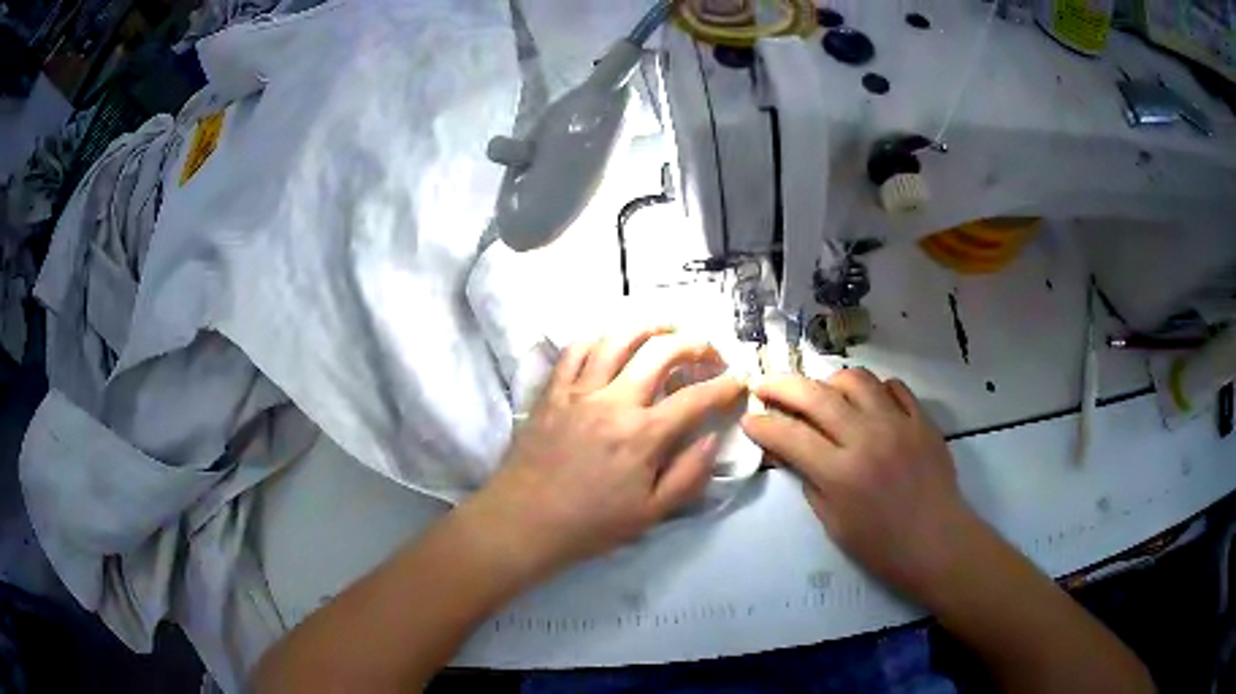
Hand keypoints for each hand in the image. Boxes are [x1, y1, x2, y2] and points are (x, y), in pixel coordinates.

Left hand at [460, 328, 745, 580]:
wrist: (524, 521)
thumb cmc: (590, 524)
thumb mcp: (651, 513)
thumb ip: (689, 474)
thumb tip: (713, 438)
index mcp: (643, 435)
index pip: (697, 397)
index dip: (726, 385)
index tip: (739, 381)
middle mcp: (614, 400)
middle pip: (662, 351)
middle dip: (695, 343)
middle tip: (709, 352)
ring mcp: (579, 390)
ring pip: (619, 337)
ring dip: (650, 326)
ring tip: (668, 330)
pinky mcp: (553, 389)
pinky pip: (577, 348)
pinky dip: (600, 336)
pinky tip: (613, 340)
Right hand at [741, 369, 981, 602]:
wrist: (937, 543)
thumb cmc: (881, 547)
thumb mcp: (833, 523)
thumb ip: (809, 481)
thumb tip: (789, 451)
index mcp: (841, 472)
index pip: (790, 435)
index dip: (762, 424)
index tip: (749, 419)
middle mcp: (867, 438)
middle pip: (816, 395)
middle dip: (781, 386)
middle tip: (765, 386)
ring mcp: (898, 423)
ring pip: (856, 378)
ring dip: (829, 382)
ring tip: (821, 394)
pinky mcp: (922, 419)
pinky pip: (894, 387)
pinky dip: (874, 389)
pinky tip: (867, 403)